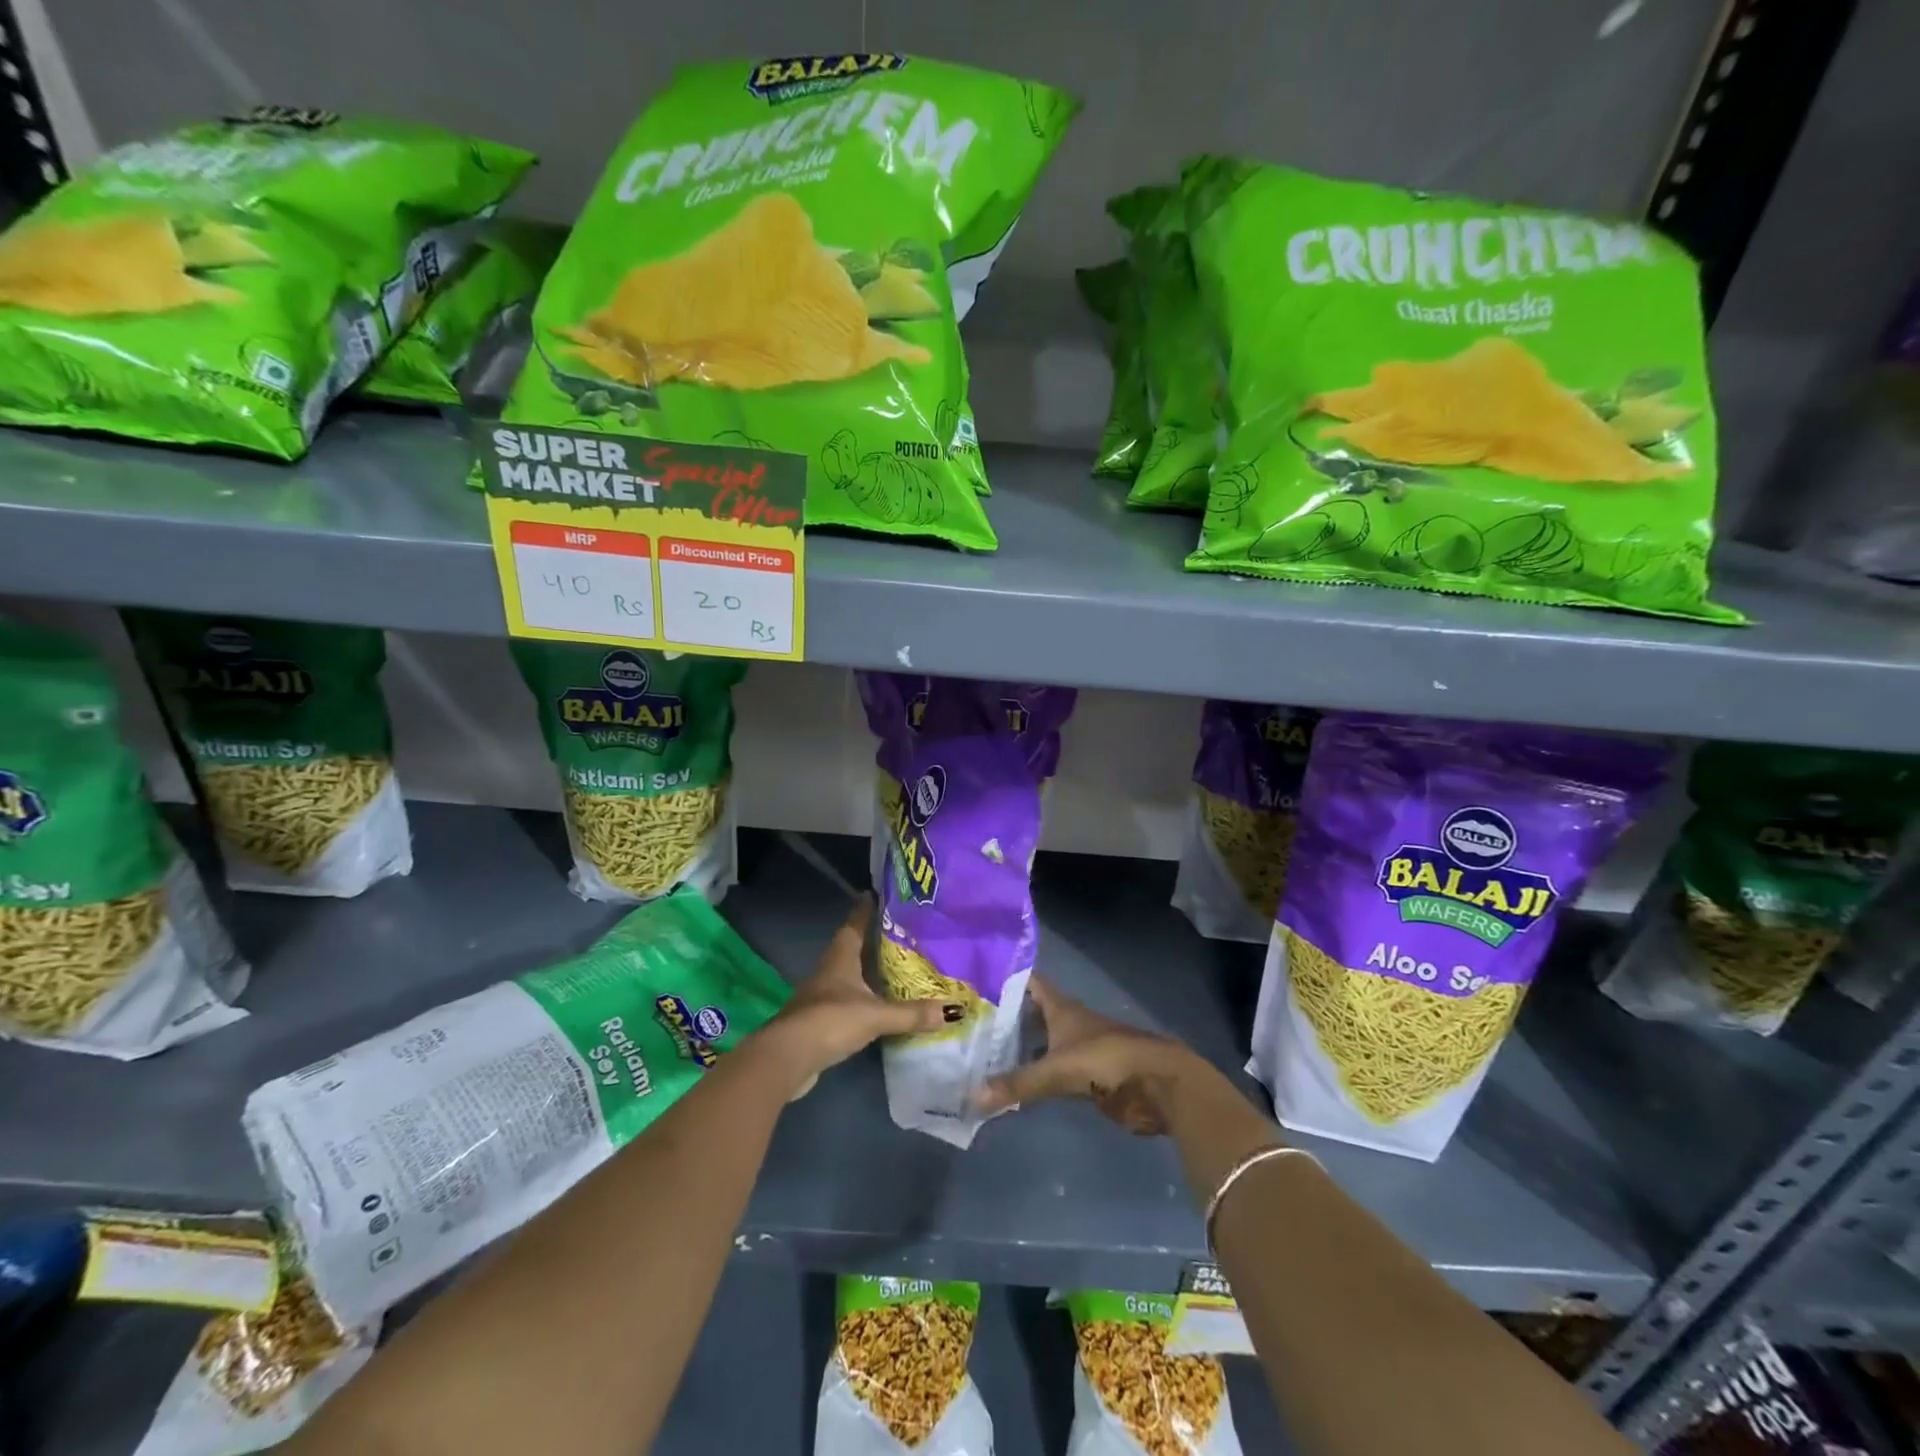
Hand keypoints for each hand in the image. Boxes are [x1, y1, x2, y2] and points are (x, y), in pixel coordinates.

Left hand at [755, 896, 962, 1099]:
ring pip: (848, 974)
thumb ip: (912, 1013)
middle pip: (851, 947)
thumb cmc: (831, 1020)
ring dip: (867, 970)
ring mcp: (821, 995)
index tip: (876, 895)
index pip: (854, 925)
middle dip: (872, 940)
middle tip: (899, 933)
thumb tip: (953, 1010)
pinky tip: (877, 1004)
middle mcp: (829, 970)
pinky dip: (862, 998)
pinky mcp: (819, 1019)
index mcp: (840, 958)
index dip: (865, 910)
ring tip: (893, 967)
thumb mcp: (876, 1015)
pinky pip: (846, 999)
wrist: (788, 1058)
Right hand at [973, 976, 1201, 1134]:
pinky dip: (1033, 1074)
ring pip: (1040, 1042)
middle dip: (1005, 1016)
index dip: (1006, 977)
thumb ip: (1018, 1083)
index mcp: (1061, 1008)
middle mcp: (1067, 1022)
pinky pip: (1051, 1070)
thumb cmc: (1106, 1060)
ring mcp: (1078, 1049)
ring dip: (1017, 1047)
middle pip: (1032, 1013)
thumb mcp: (1057, 1069)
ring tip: (980, 1053)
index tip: (975, 978)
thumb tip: (972, 1096)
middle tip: (968, 1022)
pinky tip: (1011, 1083)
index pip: (1029, 982)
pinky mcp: (1086, 1076)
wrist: (1156, 1084)